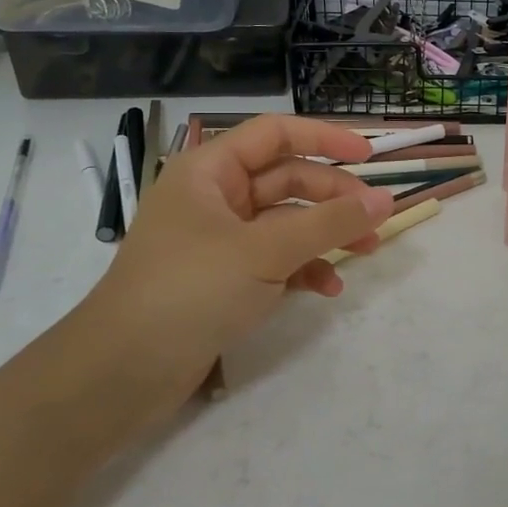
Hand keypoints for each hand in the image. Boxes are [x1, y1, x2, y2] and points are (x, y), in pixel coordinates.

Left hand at [79, 115, 394, 399]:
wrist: (122, 372)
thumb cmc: (191, 289)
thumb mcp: (266, 251)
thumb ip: (329, 223)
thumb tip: (385, 199)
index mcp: (210, 171)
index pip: (275, 134)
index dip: (324, 137)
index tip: (368, 155)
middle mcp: (214, 197)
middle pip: (287, 179)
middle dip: (333, 197)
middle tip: (375, 219)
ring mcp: (219, 240)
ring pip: (286, 222)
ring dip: (326, 234)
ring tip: (365, 252)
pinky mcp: (224, 278)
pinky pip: (275, 260)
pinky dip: (303, 269)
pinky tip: (327, 289)